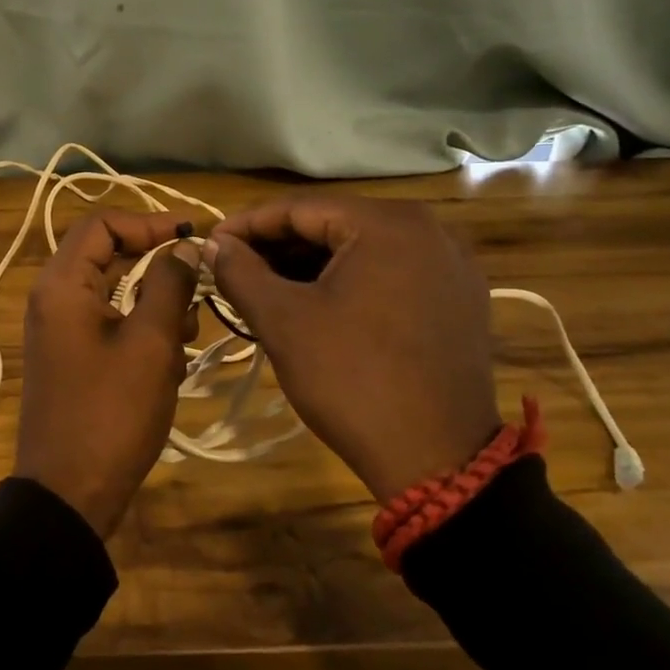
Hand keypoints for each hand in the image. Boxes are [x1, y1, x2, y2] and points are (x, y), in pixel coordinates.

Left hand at [16, 210, 201, 537]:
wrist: (69, 495)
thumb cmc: (111, 413)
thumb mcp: (150, 344)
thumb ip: (168, 285)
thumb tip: (182, 245)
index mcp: (62, 285)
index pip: (102, 224)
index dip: (148, 222)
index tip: (191, 237)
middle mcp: (54, 298)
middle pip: (108, 256)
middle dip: (157, 268)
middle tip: (196, 289)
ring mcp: (61, 330)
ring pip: (114, 292)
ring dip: (154, 304)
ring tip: (185, 335)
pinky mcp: (72, 357)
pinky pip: (109, 323)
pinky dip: (141, 331)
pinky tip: (169, 362)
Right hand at [206, 195, 498, 504]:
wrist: (438, 461)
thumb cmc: (352, 379)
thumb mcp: (283, 321)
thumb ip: (240, 271)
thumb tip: (213, 244)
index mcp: (388, 223)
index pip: (299, 208)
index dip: (247, 225)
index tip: (211, 244)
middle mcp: (429, 228)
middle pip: (333, 224)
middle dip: (278, 246)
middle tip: (233, 268)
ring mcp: (450, 264)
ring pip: (360, 249)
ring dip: (309, 264)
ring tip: (264, 287)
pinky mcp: (458, 298)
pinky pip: (389, 272)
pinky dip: (347, 281)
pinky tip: (313, 302)